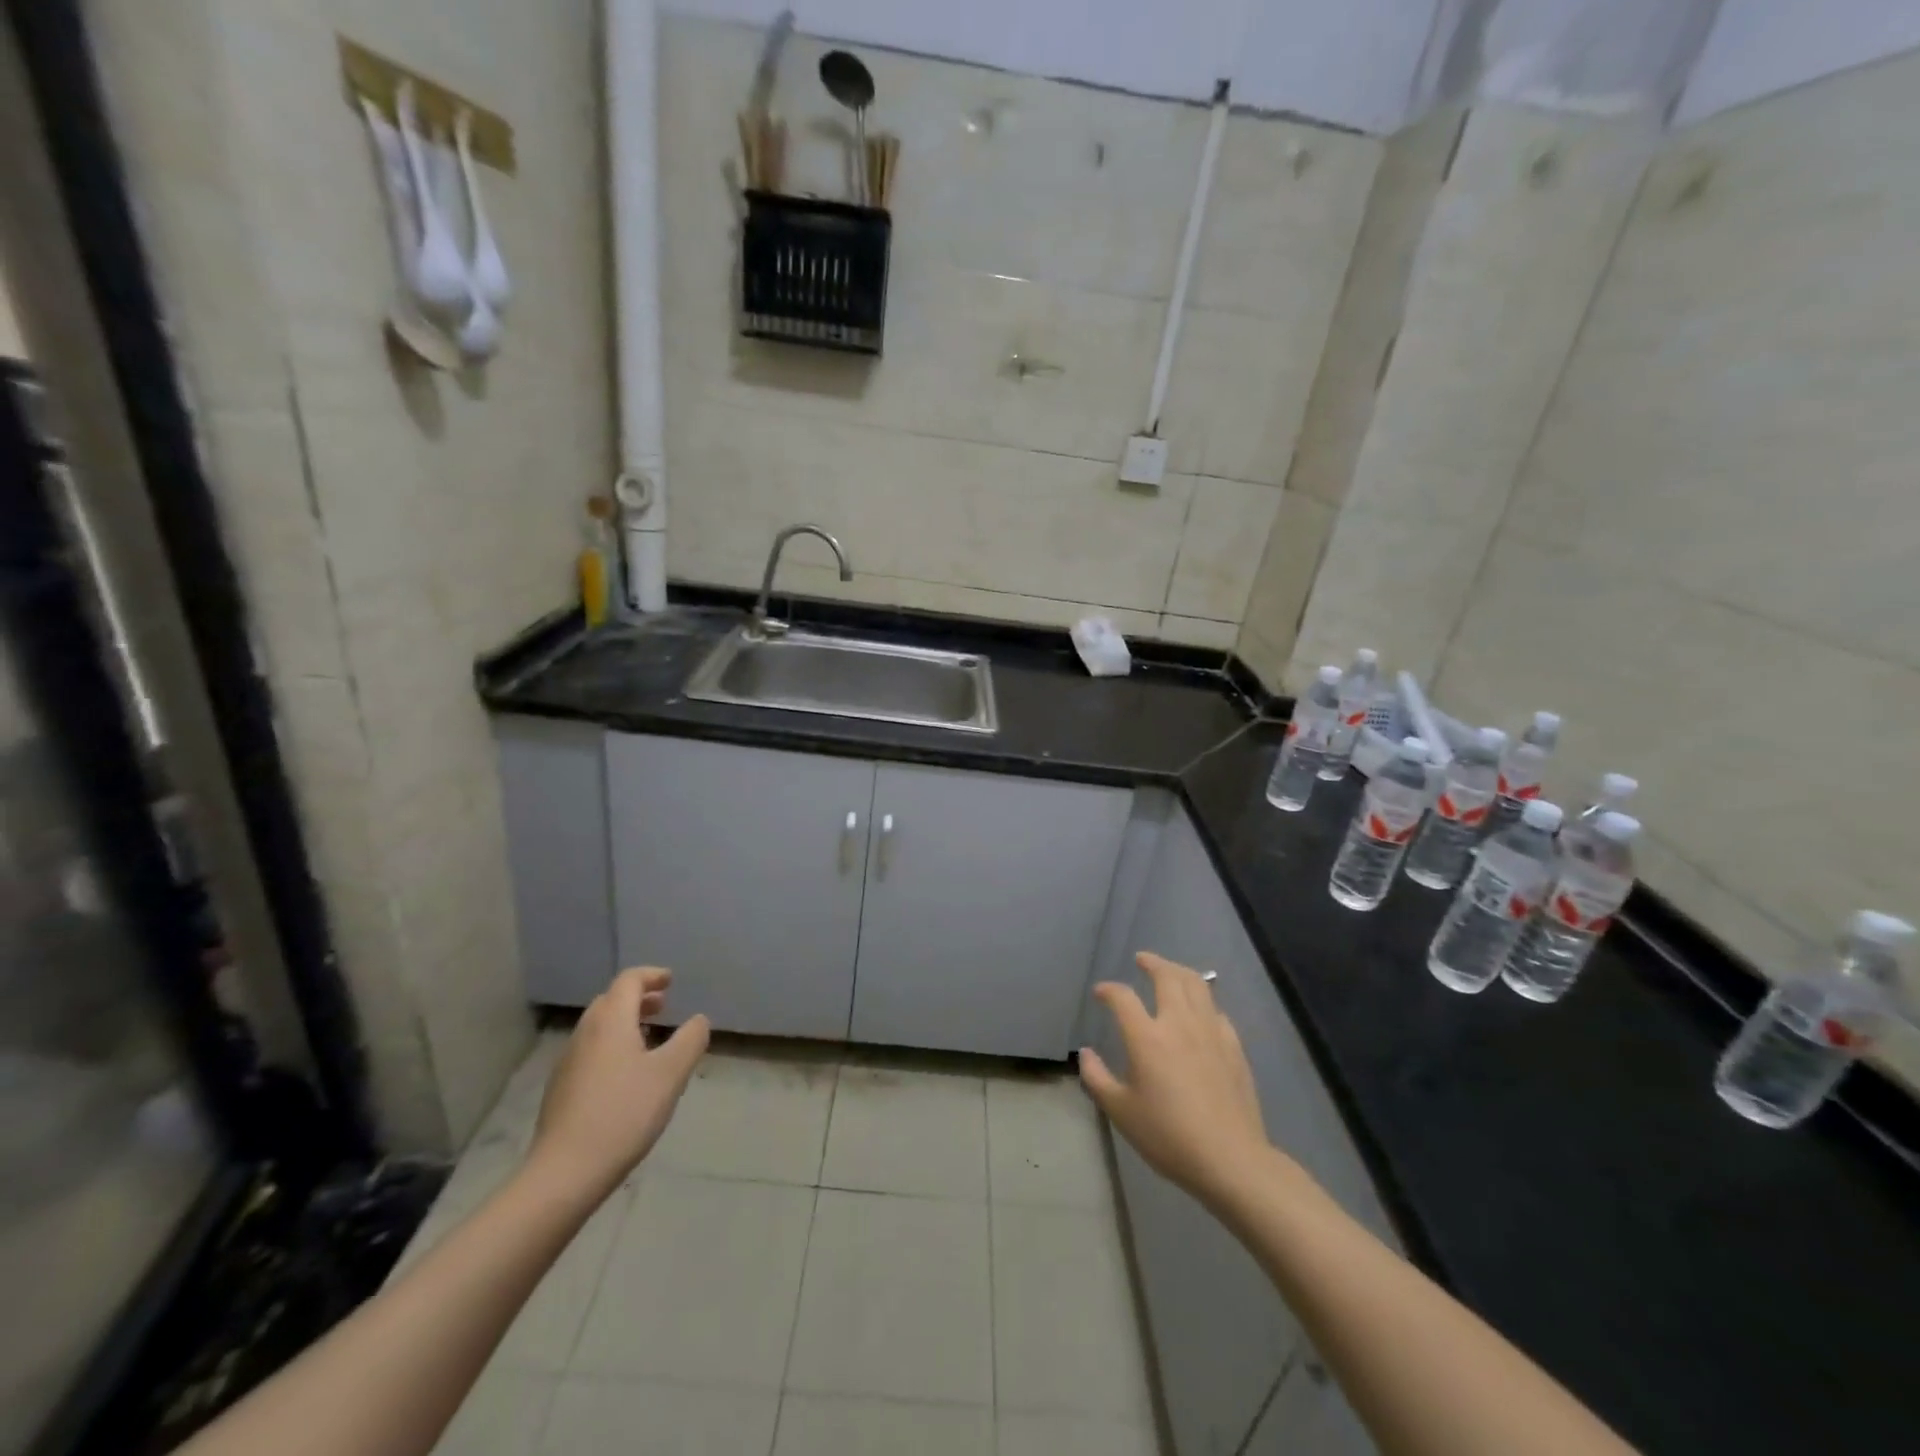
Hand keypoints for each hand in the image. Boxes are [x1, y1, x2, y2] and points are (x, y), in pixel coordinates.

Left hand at [527, 967, 709, 1201]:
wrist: (564, 1173)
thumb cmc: (624, 1113)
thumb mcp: (671, 1074)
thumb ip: (691, 1040)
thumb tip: (698, 1020)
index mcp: (611, 1021)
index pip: (629, 981)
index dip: (652, 975)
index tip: (671, 981)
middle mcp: (585, 1033)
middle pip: (610, 1001)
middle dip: (638, 998)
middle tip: (663, 1007)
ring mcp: (568, 1062)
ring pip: (598, 1027)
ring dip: (624, 1022)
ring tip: (649, 1039)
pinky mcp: (560, 1090)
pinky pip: (590, 1051)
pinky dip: (611, 1046)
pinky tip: (626, 1075)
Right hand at [1080, 951, 1278, 1209]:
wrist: (1230, 1159)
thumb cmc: (1168, 1137)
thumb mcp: (1121, 1112)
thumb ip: (1097, 1078)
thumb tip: (1085, 1053)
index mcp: (1147, 1037)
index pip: (1123, 997)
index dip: (1108, 990)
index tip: (1100, 993)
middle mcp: (1179, 1024)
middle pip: (1167, 976)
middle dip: (1152, 962)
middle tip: (1141, 959)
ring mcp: (1210, 1032)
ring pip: (1197, 985)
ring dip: (1179, 971)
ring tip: (1170, 971)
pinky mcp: (1233, 1046)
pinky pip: (1216, 1010)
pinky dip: (1203, 1001)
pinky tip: (1200, 1011)